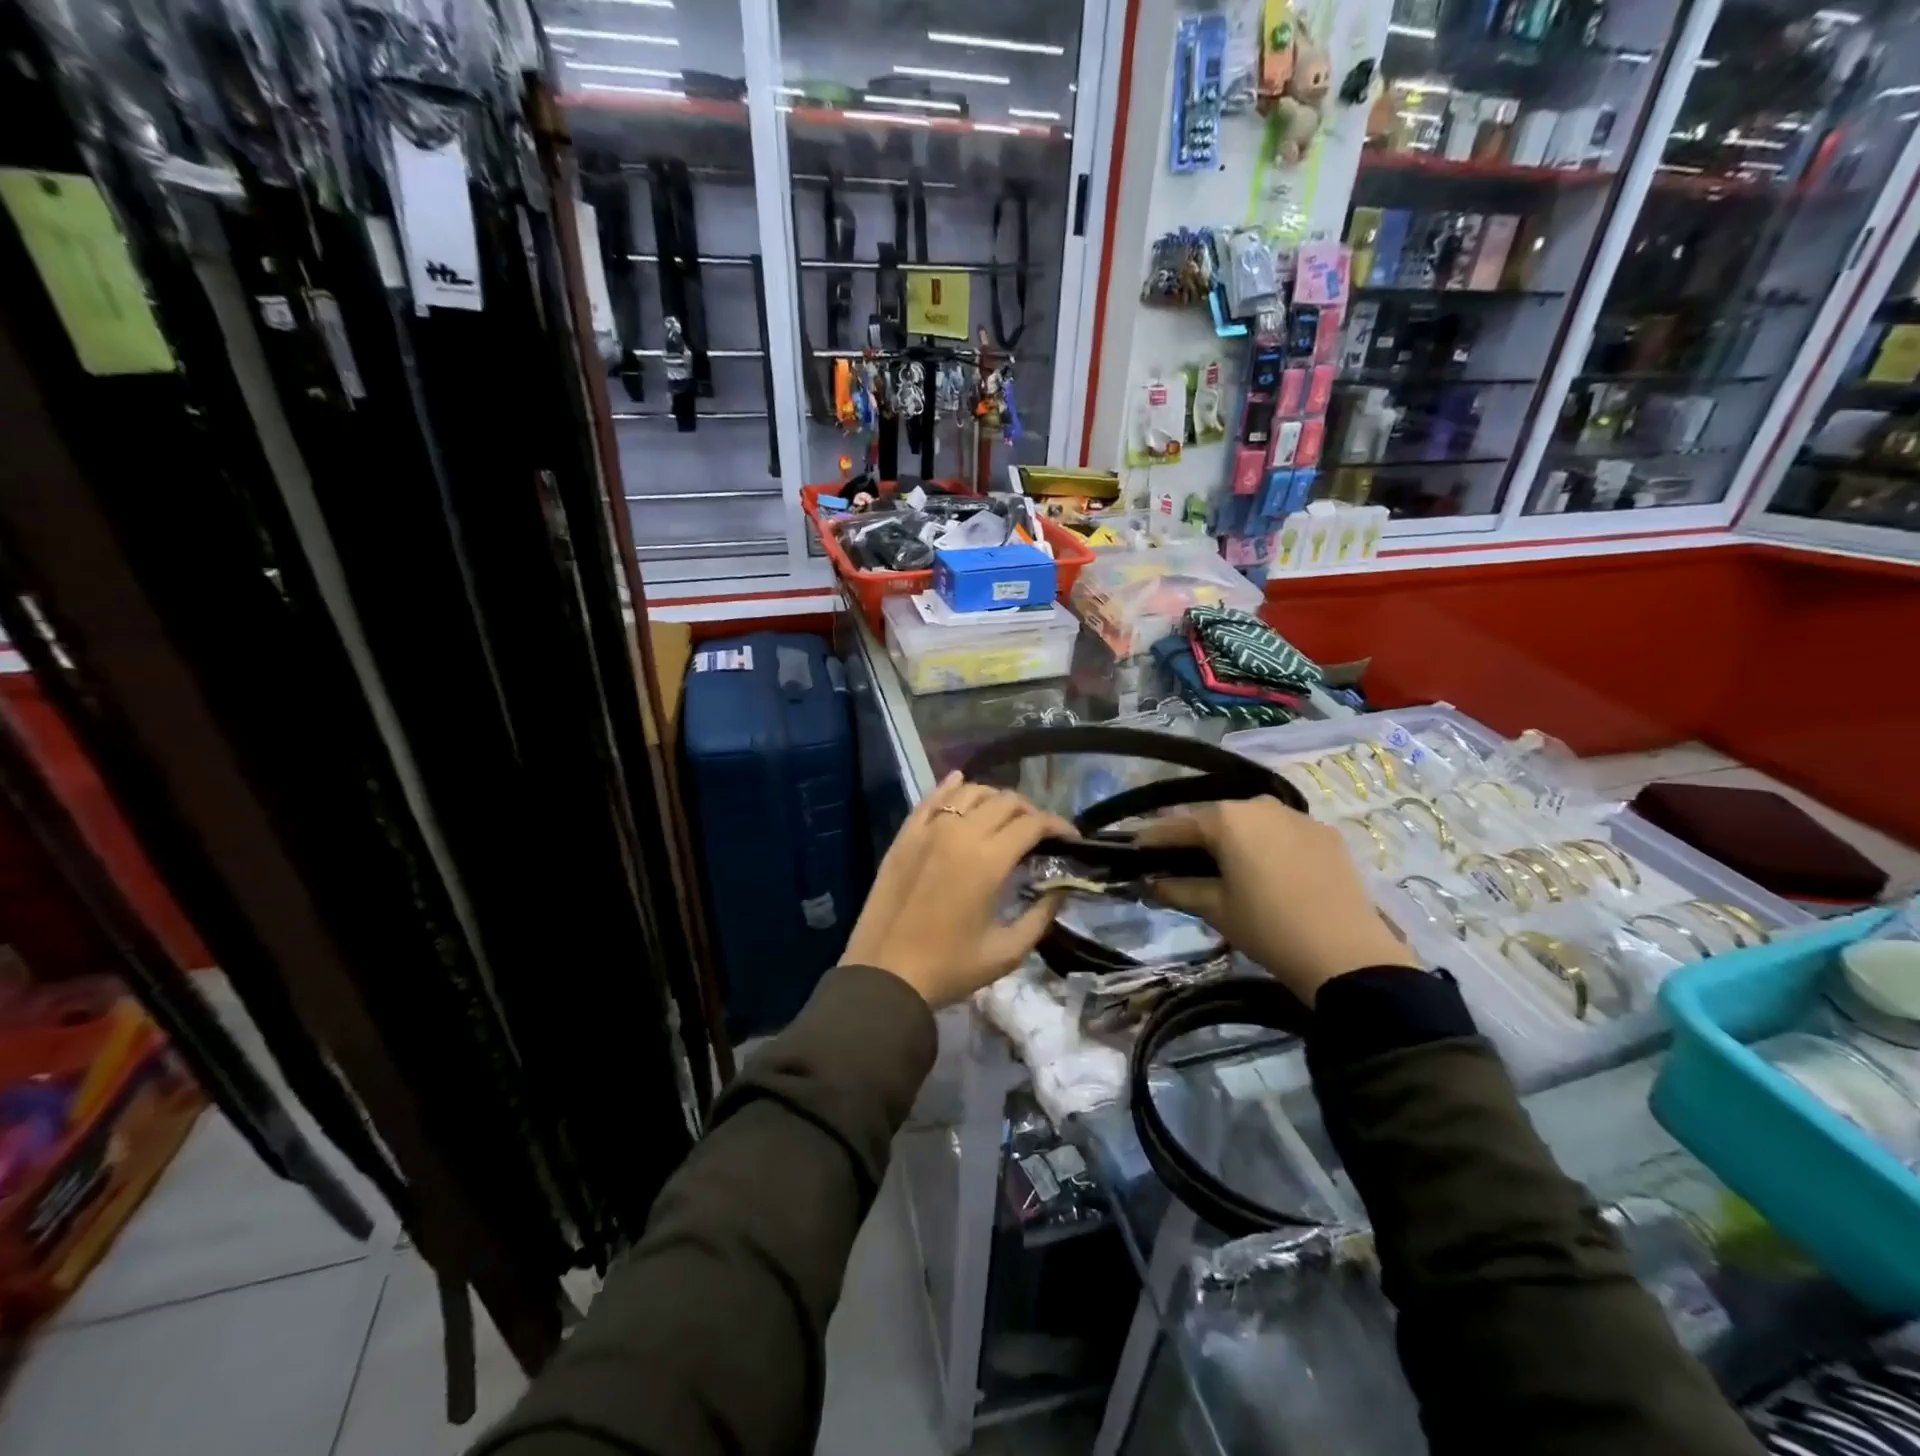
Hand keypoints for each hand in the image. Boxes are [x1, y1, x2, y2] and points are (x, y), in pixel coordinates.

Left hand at [842, 773, 1074, 1008]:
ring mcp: (928, 830)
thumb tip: (1060, 891)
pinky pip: (932, 798)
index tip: (1070, 838)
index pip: (1033, 823)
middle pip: (1005, 801)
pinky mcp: (905, 835)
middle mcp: (960, 833)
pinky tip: (960, 783)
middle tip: (1039, 833)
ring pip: (970, 791)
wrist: (884, 974)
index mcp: (988, 860)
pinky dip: (951, 787)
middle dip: (1031, 811)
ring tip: (1004, 817)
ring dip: (995, 798)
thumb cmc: (949, 967)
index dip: (1058, 825)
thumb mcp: (1006, 952)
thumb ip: (1040, 917)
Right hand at [1137, 797, 1420, 1003]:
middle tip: (1170, 856)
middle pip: (1213, 817)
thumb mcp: (1215, 909)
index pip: (1176, 824)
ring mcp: (1296, 816)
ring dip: (1228, 838)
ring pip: (1248, 822)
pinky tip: (1259, 867)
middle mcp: (1259, 804)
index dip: (1151, 838)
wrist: (1347, 954)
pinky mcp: (1324, 833)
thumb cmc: (1268, 927)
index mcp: (1227, 818)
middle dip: (1190, 836)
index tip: (1131, 848)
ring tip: (1213, 861)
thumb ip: (1177, 889)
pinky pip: (1280, 831)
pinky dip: (1262, 844)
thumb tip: (1149, 883)